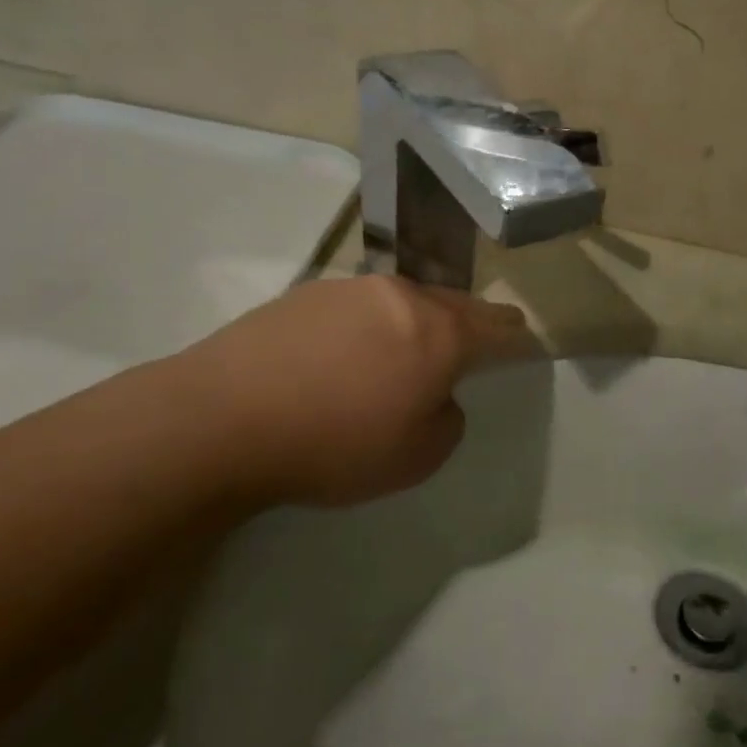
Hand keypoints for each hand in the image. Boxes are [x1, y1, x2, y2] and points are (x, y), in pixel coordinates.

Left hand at [170, 275, 534, 507]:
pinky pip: (360, 307)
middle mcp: (401, 297)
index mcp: (439, 333)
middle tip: (481, 334)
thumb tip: (436, 394)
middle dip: (472, 320)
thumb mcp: (418, 456)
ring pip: (404, 300)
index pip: (495, 328)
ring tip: (407, 349)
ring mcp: (350, 289)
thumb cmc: (335, 443)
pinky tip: (348, 354)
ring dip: (417, 320)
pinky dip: (371, 324)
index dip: (515, 335)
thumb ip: (447, 420)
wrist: (222, 420)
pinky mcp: (305, 294)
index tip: (523, 337)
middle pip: (453, 303)